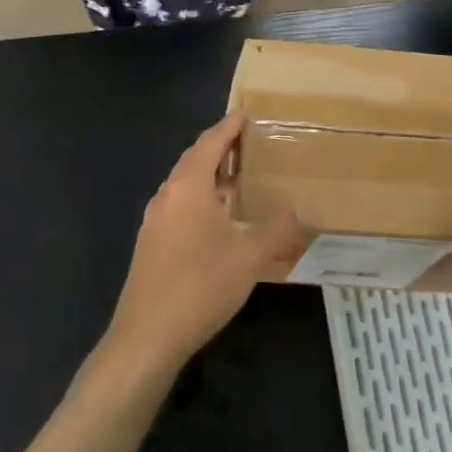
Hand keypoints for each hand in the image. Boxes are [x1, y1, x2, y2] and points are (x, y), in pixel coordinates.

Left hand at [101, 115, 305, 376]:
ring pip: (186, 184)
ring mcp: (155, 219)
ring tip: (241, 178)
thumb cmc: (200, 285)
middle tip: (252, 145)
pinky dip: (201, 198)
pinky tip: (219, 218)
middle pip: (195, 159)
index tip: (249, 116)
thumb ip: (279, 229)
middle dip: (221, 148)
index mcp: (188, 185)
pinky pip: (180, 205)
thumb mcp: (250, 257)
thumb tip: (304, 207)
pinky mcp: (152, 242)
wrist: (147, 336)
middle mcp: (168, 194)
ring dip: (211, 175)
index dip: (230, 126)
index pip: (211, 142)